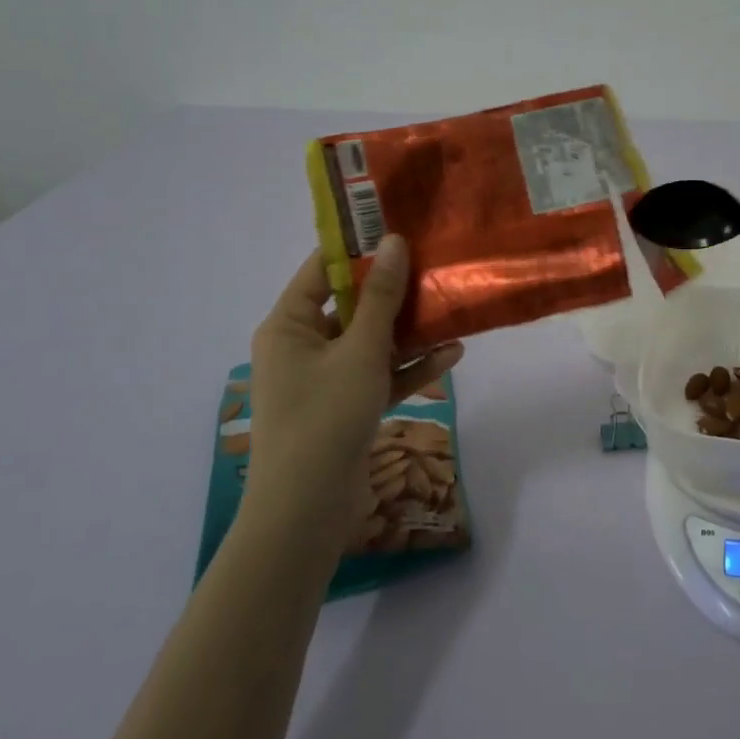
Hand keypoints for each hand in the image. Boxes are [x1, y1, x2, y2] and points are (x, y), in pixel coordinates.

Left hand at [246, 237, 463, 515]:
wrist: (307, 509)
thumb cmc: (325, 416)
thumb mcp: (360, 351)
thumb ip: (382, 298)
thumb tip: (394, 242)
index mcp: (289, 325)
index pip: (320, 270)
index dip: (358, 249)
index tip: (399, 228)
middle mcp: (302, 347)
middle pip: (352, 307)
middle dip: (395, 293)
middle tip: (434, 267)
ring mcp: (325, 379)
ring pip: (371, 343)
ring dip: (409, 333)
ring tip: (451, 312)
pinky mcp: (346, 407)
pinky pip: (379, 377)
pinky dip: (409, 368)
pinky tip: (451, 356)